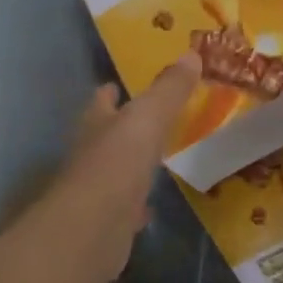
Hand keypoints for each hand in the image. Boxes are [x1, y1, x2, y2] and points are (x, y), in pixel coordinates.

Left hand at [22, 54, 201, 282]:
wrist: (93, 229)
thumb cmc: (117, 163)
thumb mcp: (148, 118)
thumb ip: (169, 89)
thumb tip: (192, 53)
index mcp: (95, 124)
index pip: (101, 100)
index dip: (110, 91)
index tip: (120, 83)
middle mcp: (91, 154)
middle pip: (107, 135)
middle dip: (124, 127)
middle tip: (152, 119)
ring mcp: (97, 191)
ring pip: (116, 171)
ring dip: (131, 165)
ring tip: (156, 158)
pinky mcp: (108, 223)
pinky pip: (126, 208)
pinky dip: (137, 205)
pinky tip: (151, 206)